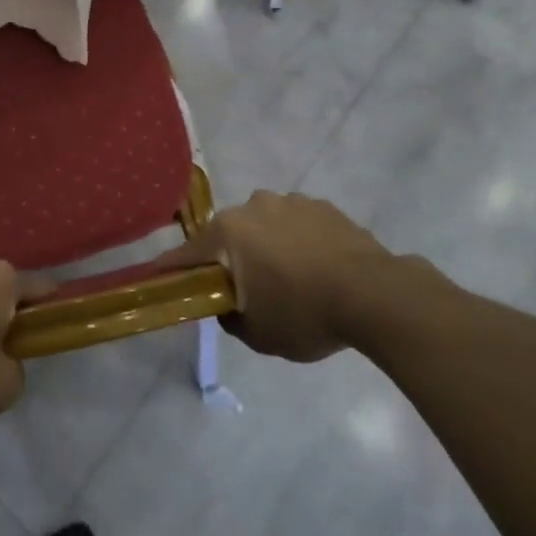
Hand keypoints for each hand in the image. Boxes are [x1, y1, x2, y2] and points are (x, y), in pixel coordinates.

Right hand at [158, 191, 398, 362]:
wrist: (375, 294)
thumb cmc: (304, 314)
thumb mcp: (258, 334)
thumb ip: (230, 317)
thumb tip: (227, 304)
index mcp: (228, 232)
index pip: (186, 254)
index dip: (172, 270)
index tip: (160, 280)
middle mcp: (253, 206)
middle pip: (229, 235)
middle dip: (232, 258)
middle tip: (247, 290)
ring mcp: (290, 201)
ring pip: (265, 226)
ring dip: (268, 247)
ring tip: (292, 280)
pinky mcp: (323, 206)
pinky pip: (298, 225)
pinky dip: (299, 242)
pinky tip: (318, 269)